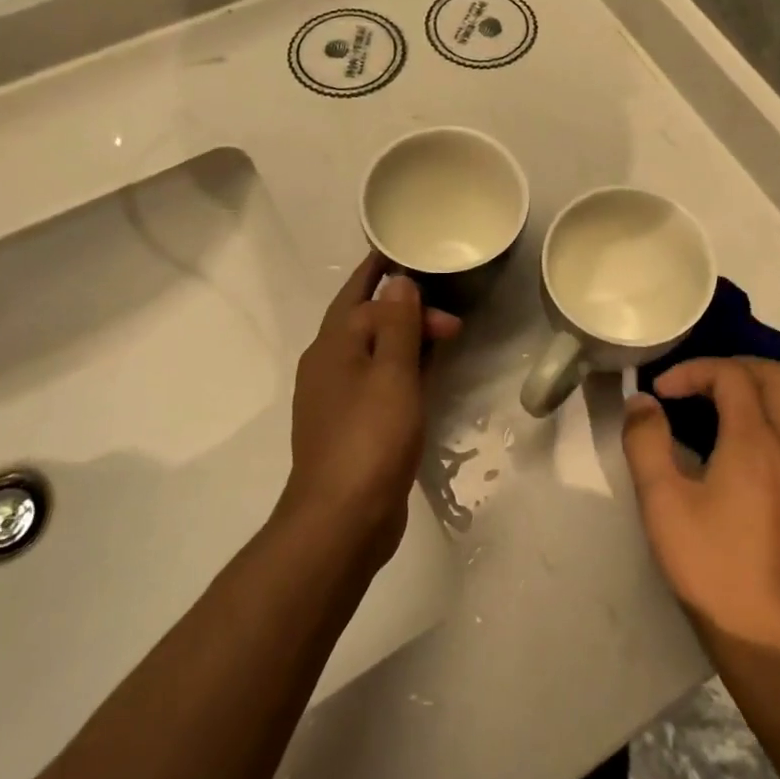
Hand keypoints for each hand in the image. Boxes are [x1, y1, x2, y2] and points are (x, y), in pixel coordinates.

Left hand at [280, 252, 459, 567]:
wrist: (342, 521)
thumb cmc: (370, 438)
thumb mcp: (392, 374)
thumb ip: (398, 324)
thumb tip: (397, 281)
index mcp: (333, 346)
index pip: (361, 296)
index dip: (386, 276)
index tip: (410, 258)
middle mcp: (328, 367)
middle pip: (366, 322)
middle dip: (406, 312)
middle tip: (451, 319)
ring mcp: (336, 400)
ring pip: (373, 353)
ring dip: (405, 340)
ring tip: (442, 336)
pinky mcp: (350, 427)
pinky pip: (378, 382)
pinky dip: (402, 370)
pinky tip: (425, 378)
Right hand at [623, 357, 779, 661]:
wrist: (765, 633)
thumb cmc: (710, 565)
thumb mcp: (661, 502)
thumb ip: (646, 442)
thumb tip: (642, 401)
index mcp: (754, 441)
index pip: (731, 375)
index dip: (693, 371)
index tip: (662, 393)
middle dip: (737, 367)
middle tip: (703, 385)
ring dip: (778, 387)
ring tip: (744, 400)